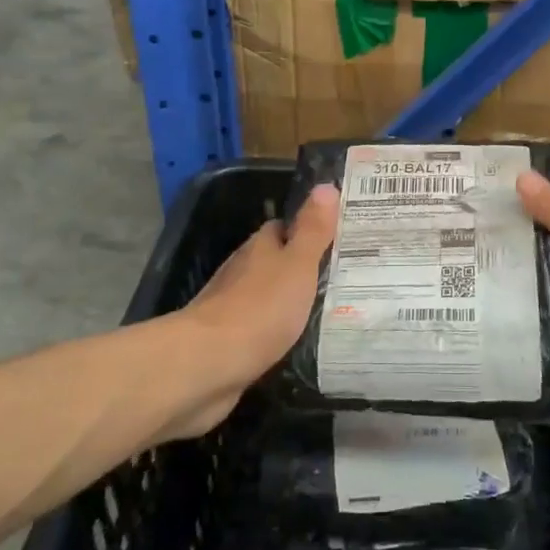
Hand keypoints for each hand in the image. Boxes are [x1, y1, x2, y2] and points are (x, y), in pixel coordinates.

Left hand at [164, 184, 339, 438]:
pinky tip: (299, 340)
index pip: (283, 228)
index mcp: (260, 248)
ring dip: (290, 299)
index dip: (307, 228)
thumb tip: (326, 185)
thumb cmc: (259, 308)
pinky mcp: (228, 341)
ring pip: (267, 295)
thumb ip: (312, 230)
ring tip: (329, 308)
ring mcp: (232, 307)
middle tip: (341, 274)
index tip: (337, 235)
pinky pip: (260, 328)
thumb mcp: (297, 265)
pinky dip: (277, 330)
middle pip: (275, 261)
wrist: (208, 364)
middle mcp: (242, 271)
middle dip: (301, 265)